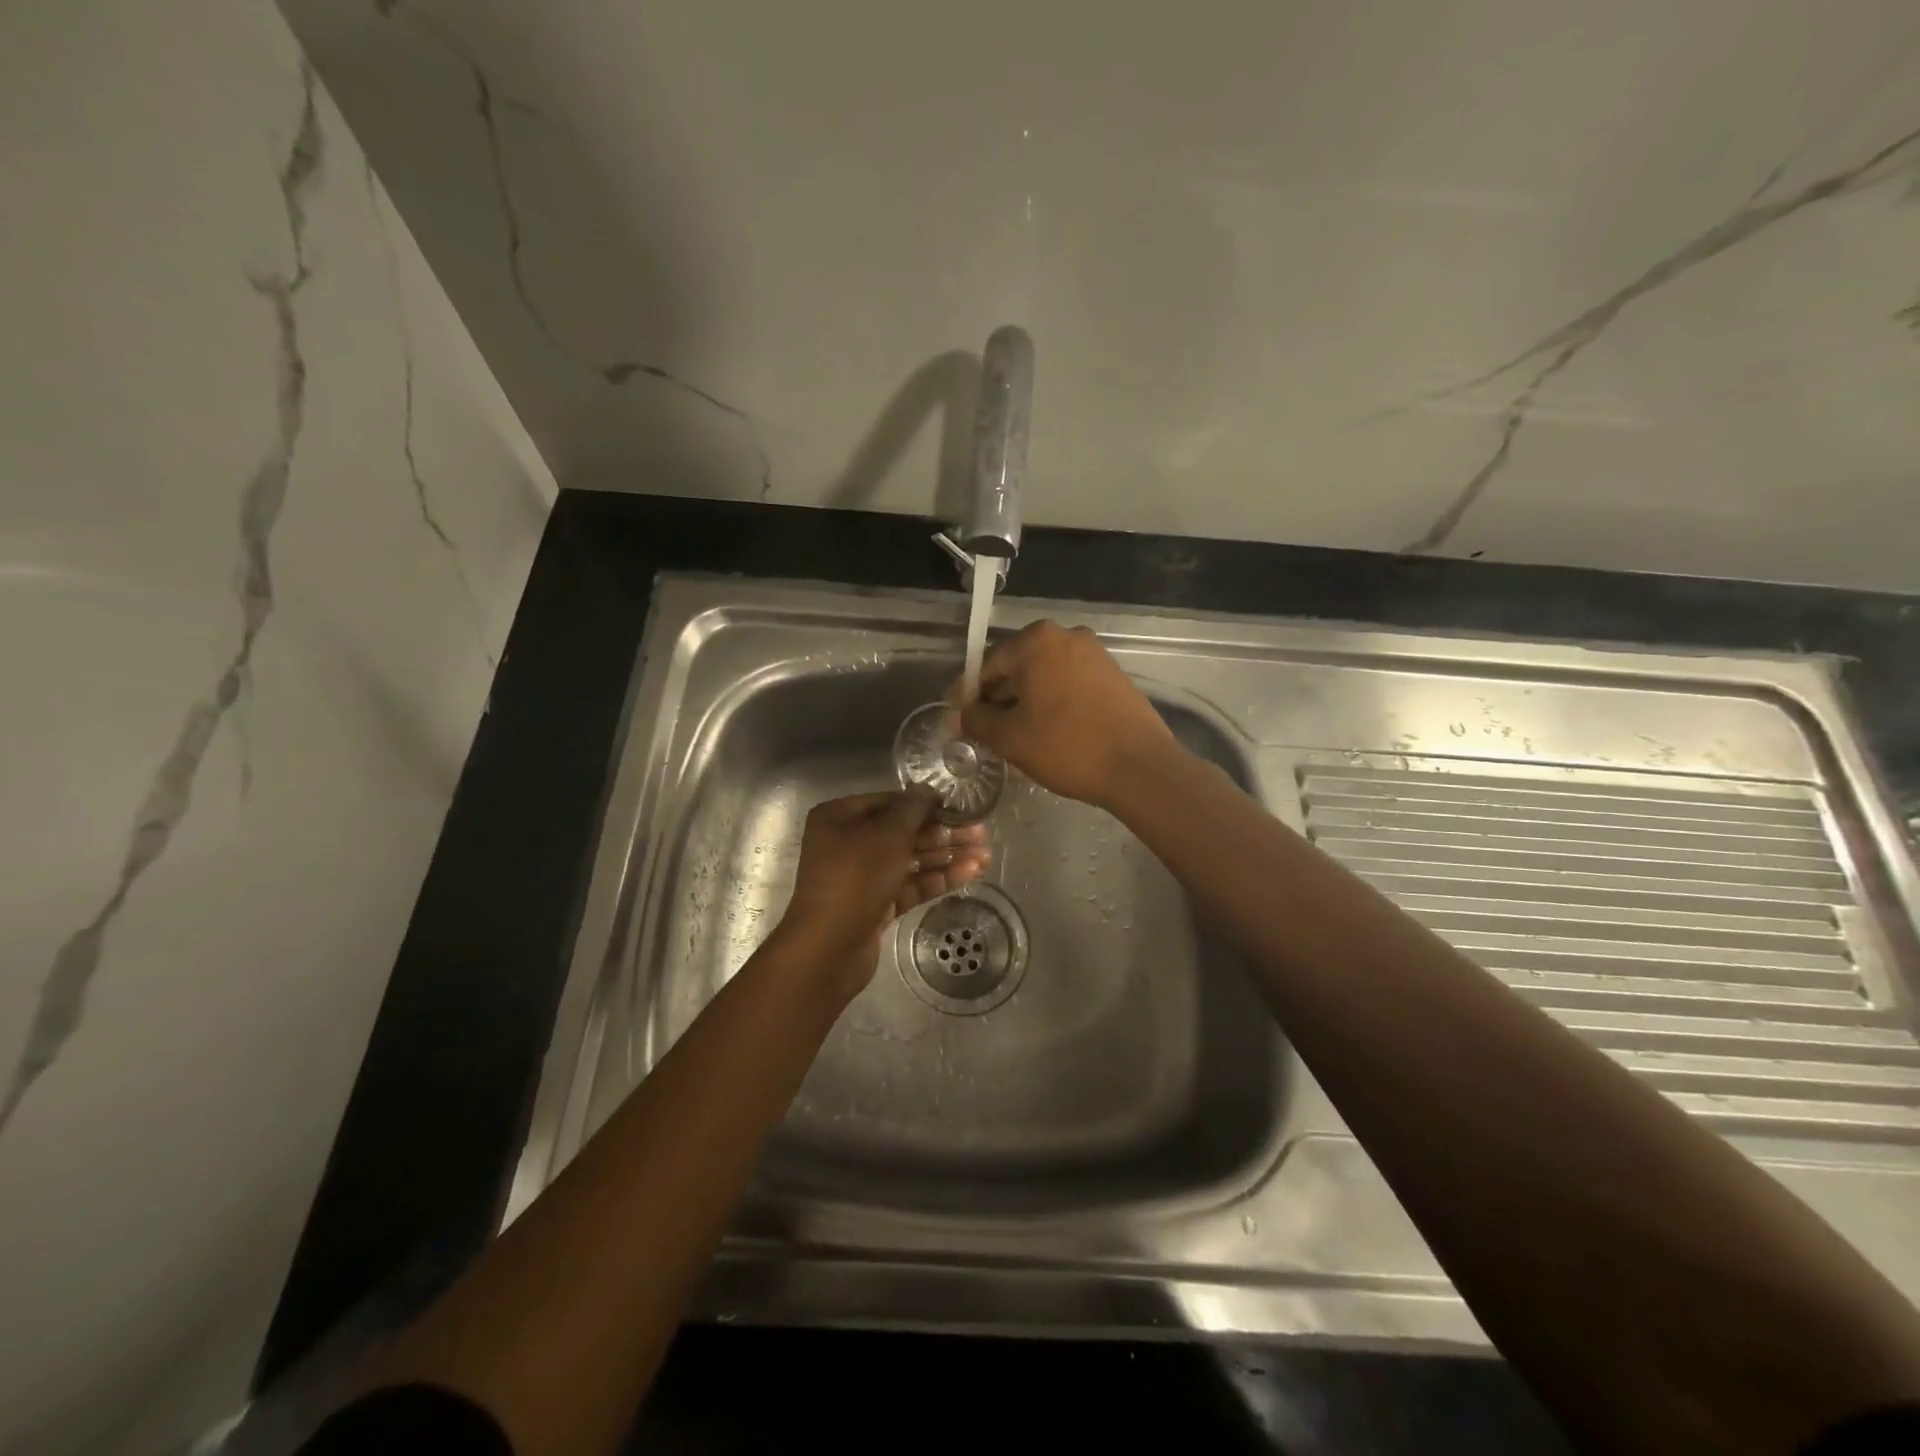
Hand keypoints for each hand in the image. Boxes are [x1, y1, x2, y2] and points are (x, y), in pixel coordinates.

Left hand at [774, 789, 990, 1002]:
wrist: (828, 950)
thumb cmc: (855, 879)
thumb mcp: (887, 836)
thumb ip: (912, 809)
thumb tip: (927, 789)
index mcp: (839, 818)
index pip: (890, 802)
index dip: (926, 803)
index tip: (961, 806)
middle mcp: (847, 843)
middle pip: (903, 831)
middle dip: (943, 833)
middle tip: (981, 832)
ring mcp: (861, 876)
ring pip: (910, 860)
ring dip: (946, 856)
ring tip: (985, 856)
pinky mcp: (875, 905)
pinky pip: (909, 885)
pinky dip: (937, 879)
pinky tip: (970, 874)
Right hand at [958, 621, 1175, 810]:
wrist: (1139, 766)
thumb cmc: (1066, 746)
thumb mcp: (1010, 737)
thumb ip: (977, 721)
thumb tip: (959, 715)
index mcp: (1035, 641)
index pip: (987, 665)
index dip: (968, 695)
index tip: (957, 720)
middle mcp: (1065, 635)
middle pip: (1017, 667)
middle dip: (998, 698)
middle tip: (986, 732)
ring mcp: (1094, 653)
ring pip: (1044, 676)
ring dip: (1026, 701)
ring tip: (1016, 737)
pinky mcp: (1113, 674)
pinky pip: (1069, 683)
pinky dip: (1053, 702)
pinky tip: (1049, 732)